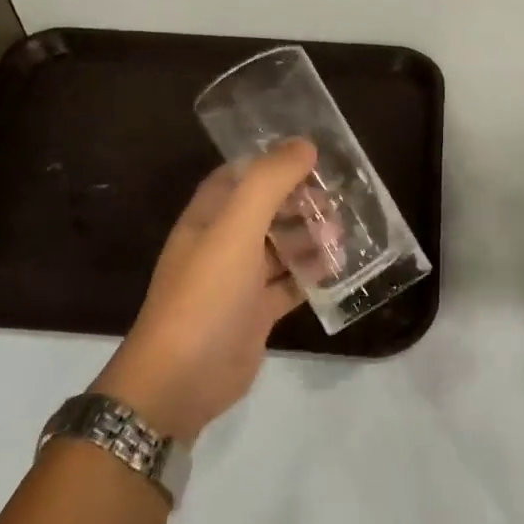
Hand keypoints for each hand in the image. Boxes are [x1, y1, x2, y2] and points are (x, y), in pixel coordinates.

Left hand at [92, 140, 317, 442]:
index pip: (240, 175)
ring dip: (309, 236)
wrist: (181, 379)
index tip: (313, 156)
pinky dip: (311, 274)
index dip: (273, 162)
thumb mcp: (236, 229)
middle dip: (300, 201)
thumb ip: (269, 182)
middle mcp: (221, 243)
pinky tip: (338, 269)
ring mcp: (238, 280)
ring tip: (343, 233)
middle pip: (265, 209)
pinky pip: (288, 284)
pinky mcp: (254, 313)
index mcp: (208, 217)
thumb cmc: (207, 294)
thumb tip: (304, 144)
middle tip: (339, 199)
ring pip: (279, 246)